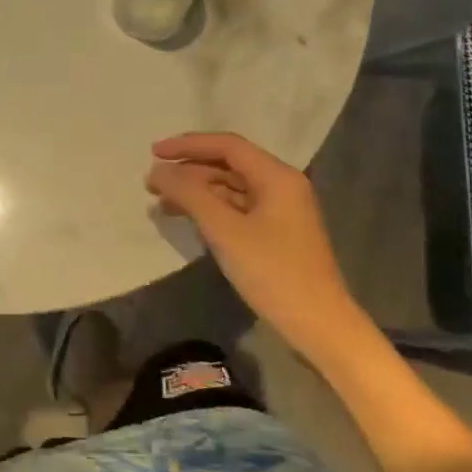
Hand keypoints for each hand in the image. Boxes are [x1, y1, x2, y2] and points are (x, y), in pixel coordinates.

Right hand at [146, 133, 372, 361]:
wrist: (319, 326)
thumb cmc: (273, 272)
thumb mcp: (224, 230)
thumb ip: (189, 194)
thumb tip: (158, 170)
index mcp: (277, 176)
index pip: (227, 145)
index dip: (188, 145)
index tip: (154, 153)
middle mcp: (281, 186)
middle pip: (228, 165)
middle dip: (188, 171)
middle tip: (152, 183)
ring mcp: (280, 211)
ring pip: (231, 188)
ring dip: (196, 191)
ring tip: (162, 202)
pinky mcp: (276, 233)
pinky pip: (237, 209)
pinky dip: (210, 210)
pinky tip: (188, 220)